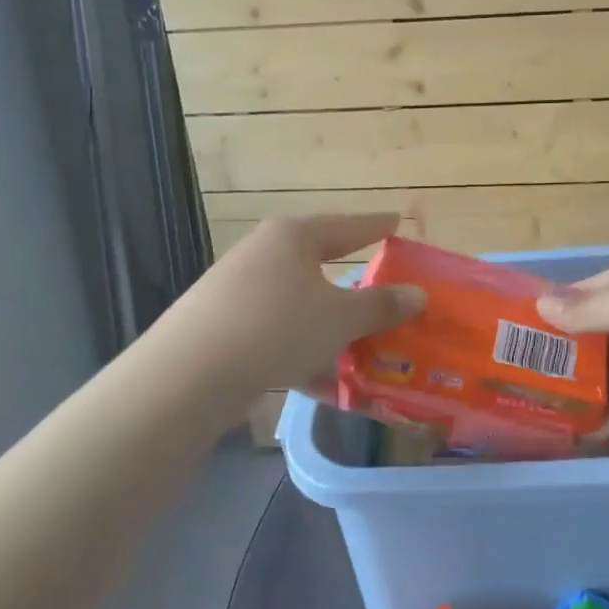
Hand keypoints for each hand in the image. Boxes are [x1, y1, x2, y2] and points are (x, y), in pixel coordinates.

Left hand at [168, 215, 425, 399]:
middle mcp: (265, 254)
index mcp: (294, 237)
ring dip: (330, 329)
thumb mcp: (340, 318)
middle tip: (383, 292)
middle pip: (320, 265)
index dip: (376, 226)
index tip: (397, 222)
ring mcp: (239, 290)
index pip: (348, 226)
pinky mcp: (223, 326)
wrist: (190, 373)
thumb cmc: (278, 327)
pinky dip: (303, 355)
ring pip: (299, 306)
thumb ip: (381, 306)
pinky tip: (325, 387)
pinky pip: (277, 335)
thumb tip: (418, 294)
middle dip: (354, 287)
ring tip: (360, 350)